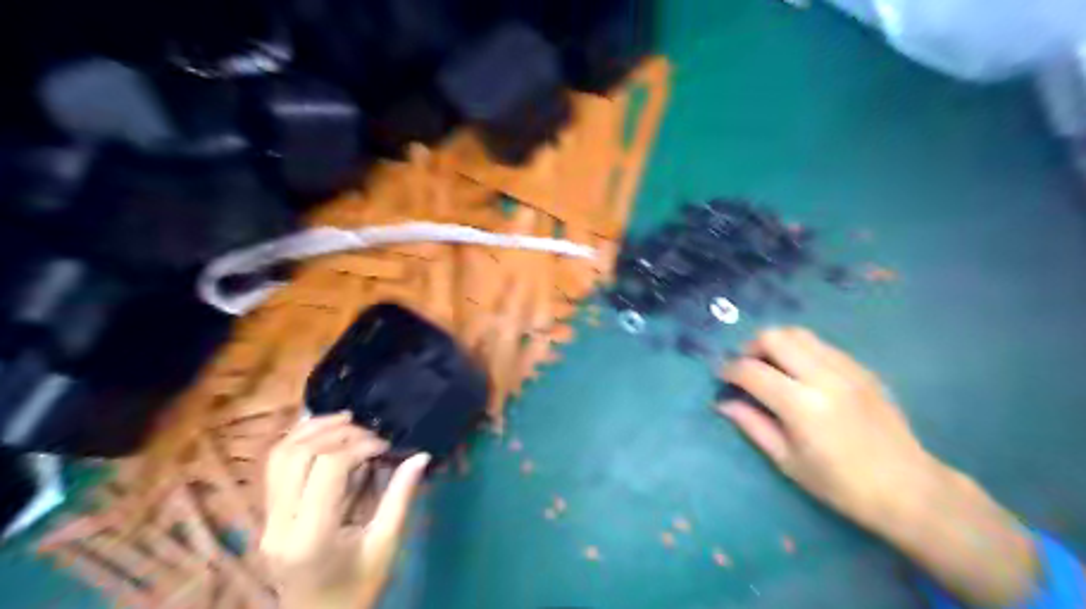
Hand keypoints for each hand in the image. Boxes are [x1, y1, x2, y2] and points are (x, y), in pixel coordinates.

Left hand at [259, 415, 429, 608]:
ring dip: (312, 430)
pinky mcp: (266, 516)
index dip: (358, 446)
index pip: (327, 469)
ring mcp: (266, 521)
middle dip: (336, 432)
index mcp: (310, 537)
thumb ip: (400, 497)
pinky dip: (297, 441)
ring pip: (278, 456)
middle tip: (368, 431)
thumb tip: (421, 455)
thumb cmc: (357, 589)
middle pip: (297, 456)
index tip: (385, 446)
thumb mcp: (386, 545)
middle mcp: (278, 526)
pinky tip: (322, 431)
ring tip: (345, 419)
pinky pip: (274, 468)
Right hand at [720, 328, 1037, 604]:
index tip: (722, 377)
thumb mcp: (787, 461)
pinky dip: (801, 350)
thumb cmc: (840, 484)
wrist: (908, 488)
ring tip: (772, 366)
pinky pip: (822, 345)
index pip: (752, 371)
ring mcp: (847, 368)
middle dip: (751, 347)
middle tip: (746, 367)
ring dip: (777, 344)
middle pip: (775, 336)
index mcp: (802, 405)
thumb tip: (723, 403)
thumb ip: (752, 425)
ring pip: (799, 333)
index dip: (729, 370)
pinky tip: (801, 374)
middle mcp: (824, 376)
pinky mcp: (862, 368)